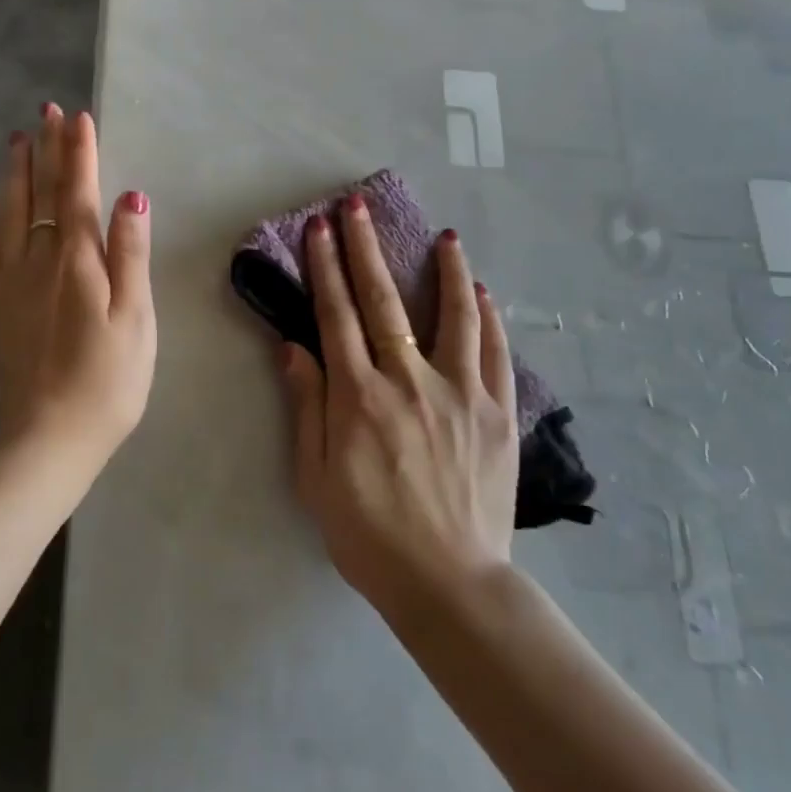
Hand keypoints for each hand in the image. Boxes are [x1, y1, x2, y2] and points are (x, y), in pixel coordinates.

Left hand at [0, 106, 155, 468]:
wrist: (47, 439)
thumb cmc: (107, 381)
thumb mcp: (136, 319)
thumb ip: (130, 255)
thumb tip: (131, 196)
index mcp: (78, 260)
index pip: (77, 191)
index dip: (79, 152)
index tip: (78, 117)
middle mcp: (39, 259)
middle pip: (41, 192)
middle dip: (46, 149)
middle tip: (45, 111)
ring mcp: (11, 281)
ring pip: (11, 212)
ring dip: (15, 172)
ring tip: (16, 139)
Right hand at [278, 194, 518, 618]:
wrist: (450, 585)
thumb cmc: (370, 535)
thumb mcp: (317, 479)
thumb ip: (308, 407)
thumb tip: (293, 347)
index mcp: (360, 398)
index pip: (337, 315)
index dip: (325, 267)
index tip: (320, 228)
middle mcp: (409, 382)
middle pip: (384, 301)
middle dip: (366, 248)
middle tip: (357, 206)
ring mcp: (460, 393)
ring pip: (453, 316)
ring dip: (446, 270)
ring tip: (445, 236)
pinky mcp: (498, 413)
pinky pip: (494, 353)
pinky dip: (488, 318)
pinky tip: (483, 292)